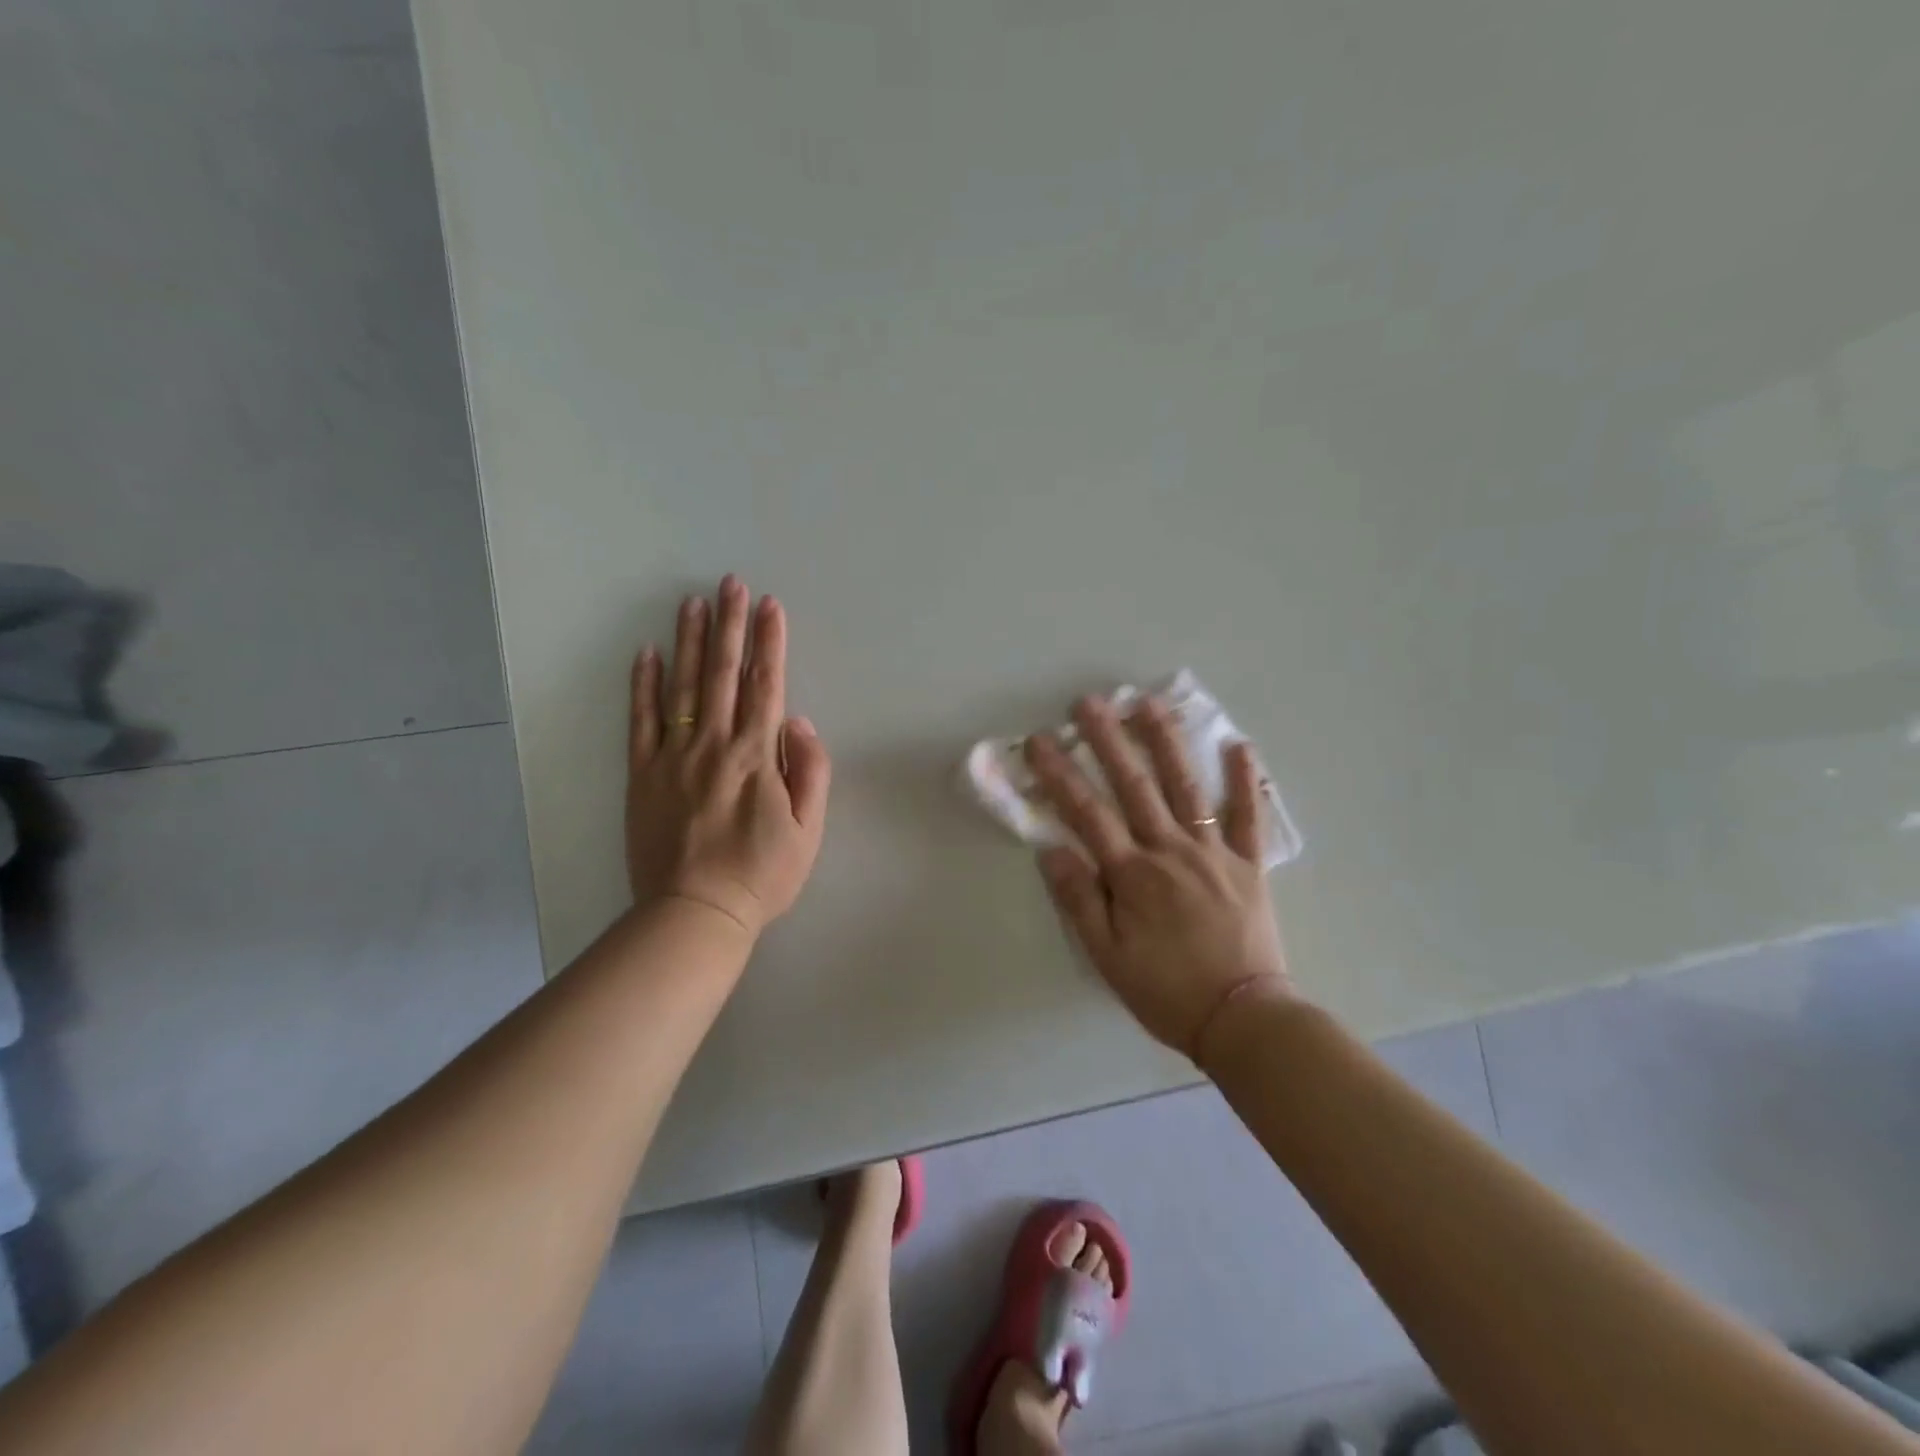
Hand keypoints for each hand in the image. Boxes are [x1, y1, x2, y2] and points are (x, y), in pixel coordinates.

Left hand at [625, 576, 831, 936]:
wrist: (696, 912)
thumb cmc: (762, 874)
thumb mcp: (809, 829)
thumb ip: (810, 771)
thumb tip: (798, 722)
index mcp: (756, 755)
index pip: (765, 685)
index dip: (769, 642)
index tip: (769, 605)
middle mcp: (714, 744)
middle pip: (723, 673)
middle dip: (730, 625)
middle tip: (730, 583)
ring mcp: (673, 757)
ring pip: (682, 687)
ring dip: (689, 641)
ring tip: (693, 602)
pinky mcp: (643, 775)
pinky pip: (641, 721)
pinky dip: (643, 685)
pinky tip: (646, 654)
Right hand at [1026, 694, 1295, 1057]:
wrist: (1243, 1019)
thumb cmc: (1166, 990)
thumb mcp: (1107, 956)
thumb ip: (1079, 900)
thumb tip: (1052, 849)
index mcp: (1132, 875)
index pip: (1087, 814)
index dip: (1060, 775)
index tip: (1041, 741)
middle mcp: (1170, 852)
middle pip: (1134, 787)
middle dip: (1108, 741)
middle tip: (1090, 702)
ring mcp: (1214, 853)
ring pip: (1186, 788)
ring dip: (1166, 743)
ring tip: (1150, 703)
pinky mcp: (1249, 865)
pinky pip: (1248, 817)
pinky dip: (1244, 780)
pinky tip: (1238, 745)